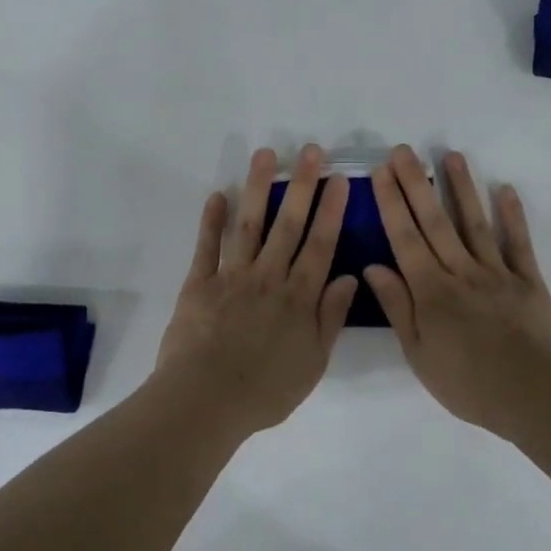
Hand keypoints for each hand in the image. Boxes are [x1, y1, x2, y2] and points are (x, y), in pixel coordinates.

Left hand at [151, 144, 359, 436]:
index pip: (320, 245)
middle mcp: (269, 277)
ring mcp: (232, 277)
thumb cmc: (265, 390)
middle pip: (288, 224)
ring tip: (265, 154)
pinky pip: (207, 246)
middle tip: (309, 150)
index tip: (339, 179)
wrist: (206, 400)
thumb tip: (350, 277)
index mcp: (299, 297)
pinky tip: (218, 194)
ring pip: (249, 225)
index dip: (331, 211)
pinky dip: (211, 220)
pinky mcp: (199, 284)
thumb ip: (331, 317)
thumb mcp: (313, 362)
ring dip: (258, 188)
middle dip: (301, 185)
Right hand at [362, 146, 550, 440]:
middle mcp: (460, 271)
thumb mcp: (419, 353)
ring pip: (474, 223)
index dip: (392, 203)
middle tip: (404, 150)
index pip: (405, 238)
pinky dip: (512, 215)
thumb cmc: (467, 382)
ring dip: (462, 188)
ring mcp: (497, 272)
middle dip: (416, 184)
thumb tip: (373, 266)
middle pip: (435, 222)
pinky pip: (518, 243)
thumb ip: (398, 307)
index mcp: (431, 291)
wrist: (532, 395)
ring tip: (451, 155)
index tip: (381, 172)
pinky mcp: (527, 280)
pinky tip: (505, 189)